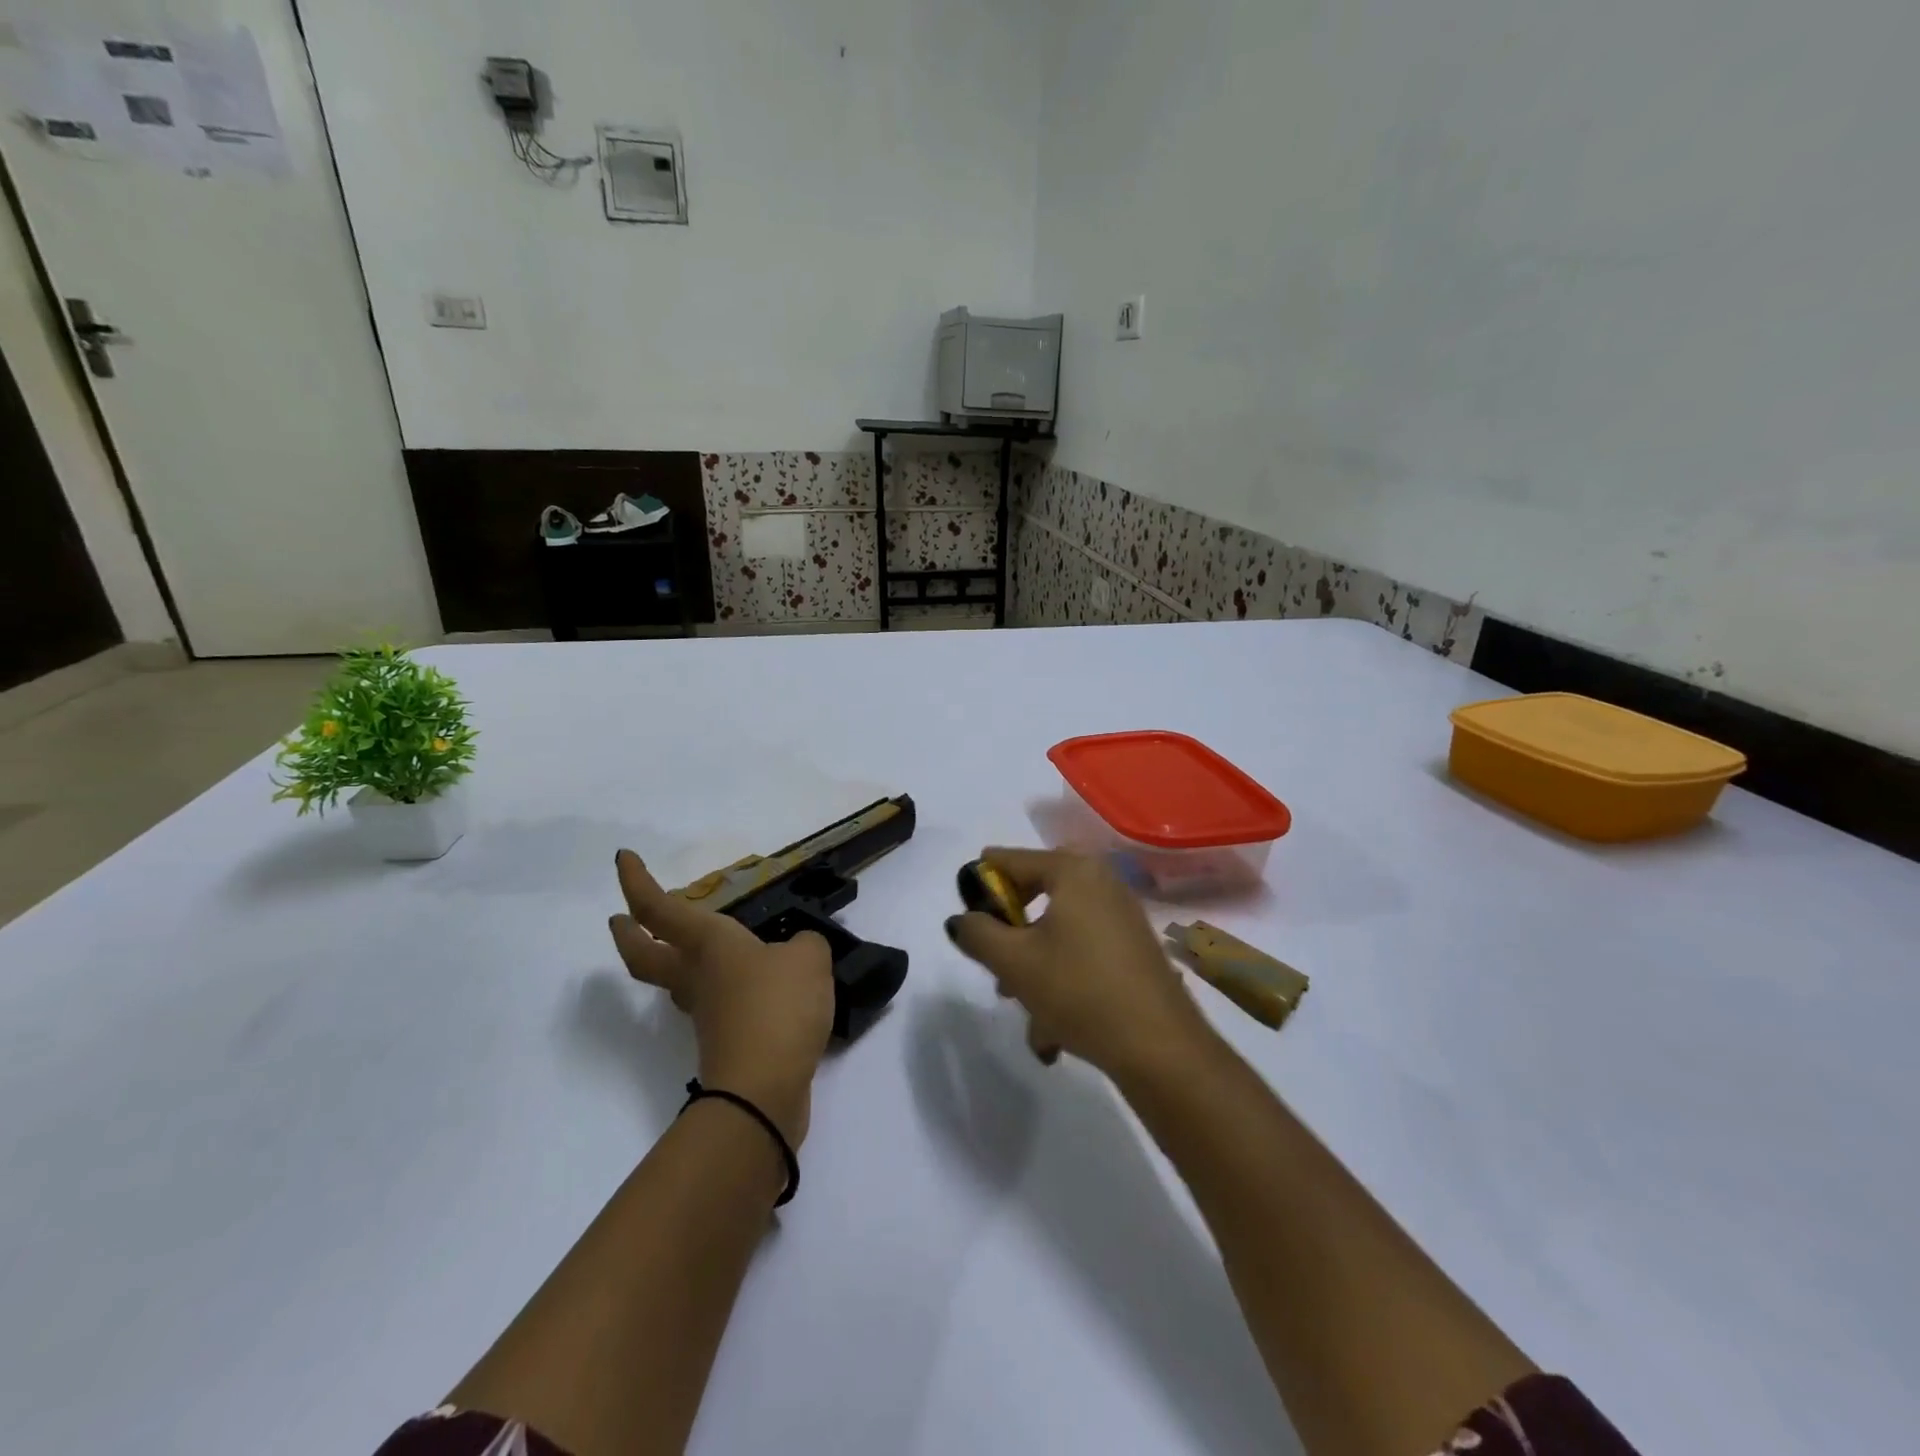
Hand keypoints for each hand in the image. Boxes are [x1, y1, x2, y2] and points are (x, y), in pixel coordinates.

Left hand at [610, 850, 833, 1147]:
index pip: (660, 908)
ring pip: (678, 980)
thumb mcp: (808, 958)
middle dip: (630, 934)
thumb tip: (797, 952)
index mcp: (707, 944)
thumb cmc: (776, 1007)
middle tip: (620, 919)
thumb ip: (805, 945)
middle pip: (645, 954)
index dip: (637, 882)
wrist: (763, 1091)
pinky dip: (725, 989)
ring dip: (676, 961)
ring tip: (705, 947)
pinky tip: (757, 985)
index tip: (622, 858)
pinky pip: (717, 1004)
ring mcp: (706, 1013)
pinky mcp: (725, 1042)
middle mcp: (697, 976)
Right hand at [946, 847, 1213, 1081]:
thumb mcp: (1014, 962)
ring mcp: (1122, 915)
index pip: (1008, 860)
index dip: (980, 889)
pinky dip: (1063, 981)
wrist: (1160, 1047)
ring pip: (1058, 932)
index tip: (968, 924)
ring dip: (1034, 968)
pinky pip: (1083, 952)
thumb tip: (962, 919)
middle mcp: (1101, 881)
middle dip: (1011, 934)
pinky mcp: (1133, 948)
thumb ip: (977, 933)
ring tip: (1026, 1016)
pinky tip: (1054, 1032)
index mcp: (1073, 870)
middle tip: (995, 967)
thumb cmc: (1079, 990)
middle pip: (1036, 894)